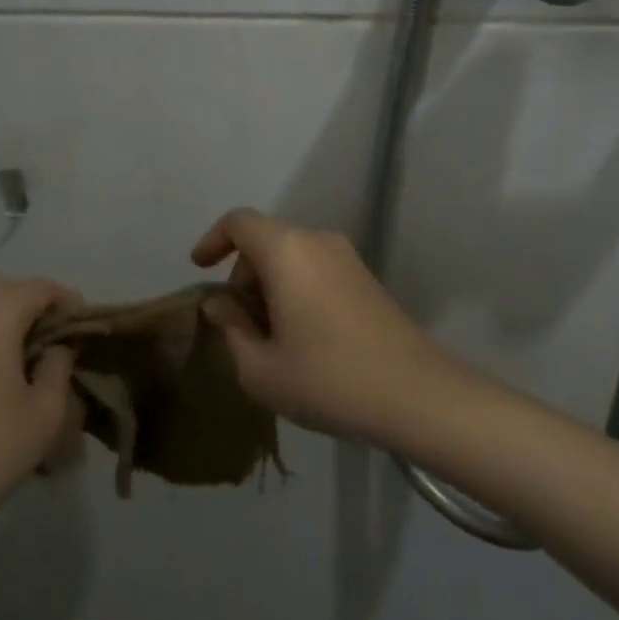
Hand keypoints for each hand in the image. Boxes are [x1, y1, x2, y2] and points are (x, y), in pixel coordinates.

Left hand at [0, 276, 82, 532]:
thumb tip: (57, 347)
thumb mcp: (46, 413)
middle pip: (1, 286)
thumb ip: (59, 366)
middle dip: (30, 300)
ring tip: (23, 347)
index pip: (37, 289)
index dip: (65, 300)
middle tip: (52, 332)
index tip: (83, 323)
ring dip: (1, 311)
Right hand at [191, 208, 448, 446]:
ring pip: (291, 255)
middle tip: (238, 321)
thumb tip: (220, 303)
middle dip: (242, 273)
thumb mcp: (261, 368)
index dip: (212, 240)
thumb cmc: (328, 379)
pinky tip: (302, 336)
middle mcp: (317, 241)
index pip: (238, 222)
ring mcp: (347, 258)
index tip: (200, 269)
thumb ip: (231, 328)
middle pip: (265, 240)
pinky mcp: (366, 278)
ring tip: (270, 335)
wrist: (418, 396)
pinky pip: (316, 268)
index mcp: (286, 251)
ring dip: (269, 284)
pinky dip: (296, 288)